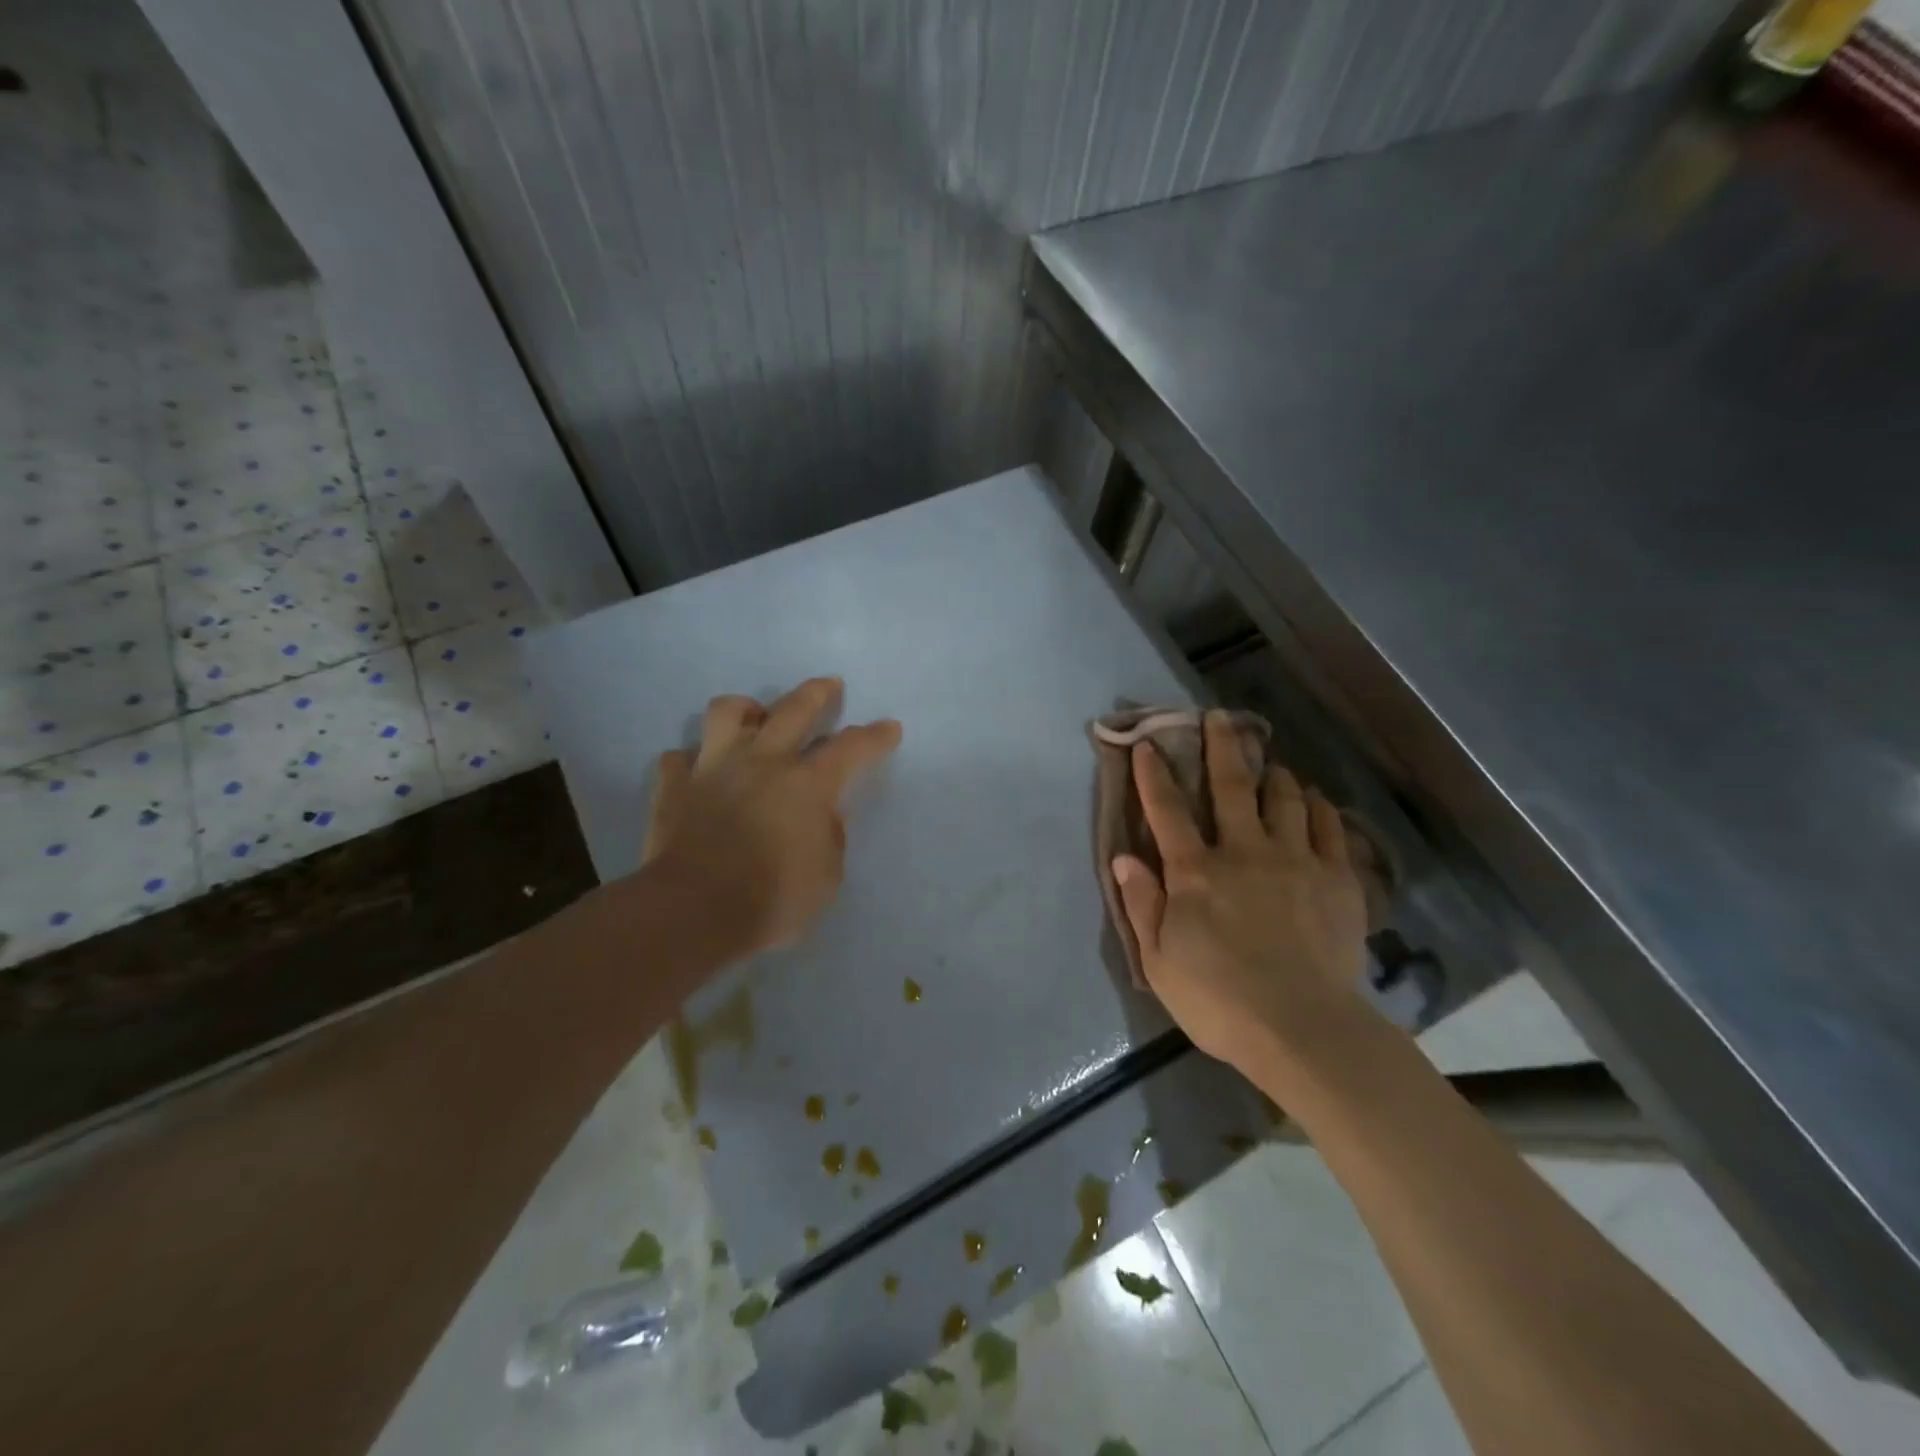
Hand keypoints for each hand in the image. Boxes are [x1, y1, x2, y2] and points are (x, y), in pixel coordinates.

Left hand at [642, 678, 901, 954]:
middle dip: (818, 693)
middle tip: (830, 686)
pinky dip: (693, 760)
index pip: (851, 747)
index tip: (889, 728)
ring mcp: (713, 767)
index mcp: (807, 783)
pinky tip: (700, 771)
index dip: (874, 736)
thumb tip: (822, 817)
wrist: (693, 913)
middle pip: (794, 708)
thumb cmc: (771, 900)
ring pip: (727, 712)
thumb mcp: (826, 877)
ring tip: (755, 718)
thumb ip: (830, 838)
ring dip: (747, 709)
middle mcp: (762, 761)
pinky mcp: (674, 785)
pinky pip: (680, 757)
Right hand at [1112, 711, 1373, 1071]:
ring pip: (1285, 798)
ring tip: (1272, 762)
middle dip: (1222, 746)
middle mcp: (1243, 851)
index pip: (1167, 811)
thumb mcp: (1159, 961)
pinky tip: (1315, 800)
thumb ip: (1142, 904)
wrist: (1303, 1029)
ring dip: (1274, 774)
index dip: (1154, 774)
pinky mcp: (1336, 878)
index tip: (1149, 743)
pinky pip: (1329, 827)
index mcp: (1195, 872)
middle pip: (1231, 786)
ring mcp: (1295, 860)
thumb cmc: (1219, 1000)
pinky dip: (1319, 807)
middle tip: (1220, 716)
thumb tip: (1124, 858)